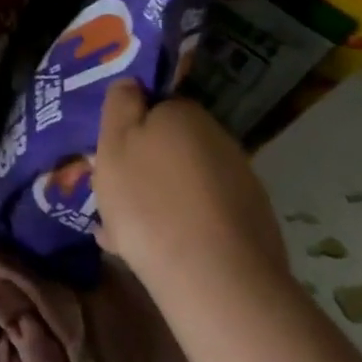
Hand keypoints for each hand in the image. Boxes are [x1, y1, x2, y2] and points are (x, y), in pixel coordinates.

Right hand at [90, 82, 287, 302]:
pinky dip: (180, 225)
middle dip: (145, 164)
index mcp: (184, 114)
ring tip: (127, 231)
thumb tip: (133, 82)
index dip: (129, 126)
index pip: (154, 104)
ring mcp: (240, 183)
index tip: (109, 152)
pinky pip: (202, 215)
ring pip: (185, 182)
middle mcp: (219, 139)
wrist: (214, 278)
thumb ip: (121, 105)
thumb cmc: (149, 200)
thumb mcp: (114, 143)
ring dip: (159, 197)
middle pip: (171, 144)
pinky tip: (154, 252)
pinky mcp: (252, 224)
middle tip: (114, 193)